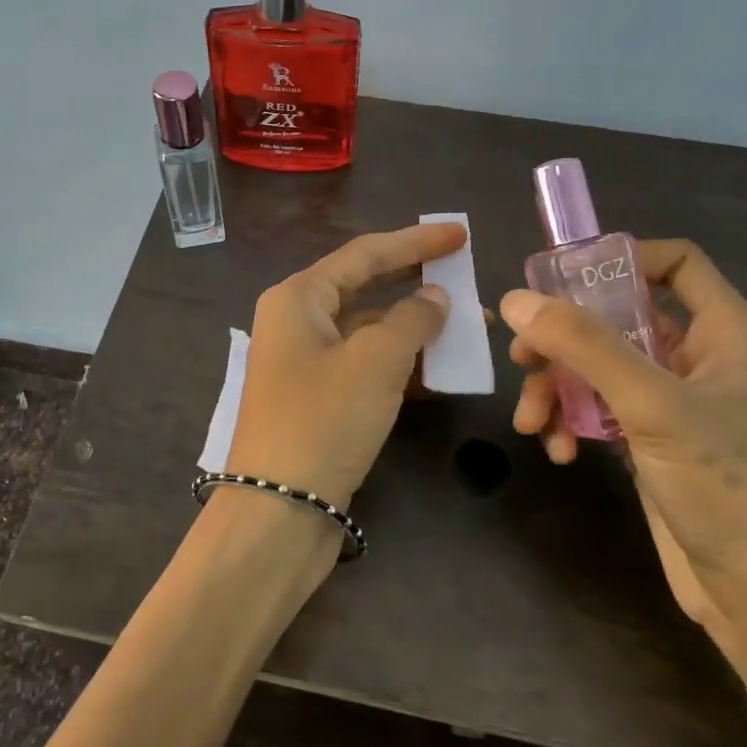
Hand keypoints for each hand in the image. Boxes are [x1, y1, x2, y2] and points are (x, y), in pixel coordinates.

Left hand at [227, 222, 462, 508]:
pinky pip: (365, 365)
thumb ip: (412, 319)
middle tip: (463, 273)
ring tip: (467, 325)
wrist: (279, 511)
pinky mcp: (318, 399)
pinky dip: (400, 362)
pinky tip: (439, 368)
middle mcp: (296, 322)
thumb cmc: (324, 420)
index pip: (364, 254)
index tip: (459, 235)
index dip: (414, 242)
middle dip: (415, 281)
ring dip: (414, 327)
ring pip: (368, 330)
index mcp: (298, 298)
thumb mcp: (375, 361)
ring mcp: (305, 363)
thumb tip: (435, 297)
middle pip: (365, 287)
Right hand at [500, 238, 746, 646]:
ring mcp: (675, 401)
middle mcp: (701, 358)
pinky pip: (600, 407)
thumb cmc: (725, 487)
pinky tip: (560, 451)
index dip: (621, 259)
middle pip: (620, 317)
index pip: (677, 262)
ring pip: (601, 366)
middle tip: (522, 357)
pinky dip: (574, 421)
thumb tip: (516, 299)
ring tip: (532, 421)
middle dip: (566, 338)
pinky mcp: (653, 439)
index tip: (562, 281)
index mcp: (727, 333)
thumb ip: (585, 346)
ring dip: (558, 387)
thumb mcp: (652, 406)